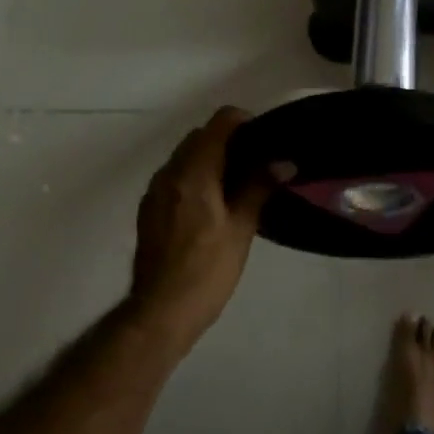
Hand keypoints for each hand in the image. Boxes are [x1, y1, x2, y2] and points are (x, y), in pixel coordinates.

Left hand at [128, 108, 273, 350]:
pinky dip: (195, 176)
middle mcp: (169, 172)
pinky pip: (175, 176)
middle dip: (228, 140)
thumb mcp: (241, 228)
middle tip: (258, 162)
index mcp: (193, 172)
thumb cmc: (207, 270)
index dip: (244, 122)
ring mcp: (155, 190)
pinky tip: (213, 203)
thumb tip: (283, 161)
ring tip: (239, 183)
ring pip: (185, 156)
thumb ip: (259, 187)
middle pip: (200, 136)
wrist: (160, 311)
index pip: (219, 123)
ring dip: (210, 158)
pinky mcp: (149, 208)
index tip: (265, 138)